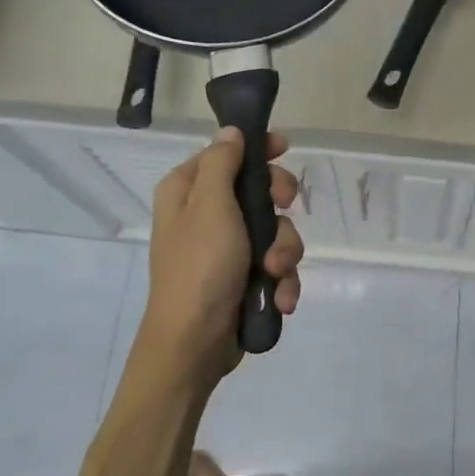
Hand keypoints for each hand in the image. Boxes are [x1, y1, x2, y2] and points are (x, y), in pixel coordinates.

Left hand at [134, 128, 304, 391]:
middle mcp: (205, 216)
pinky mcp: (243, 279)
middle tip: (286, 207)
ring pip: (274, 231)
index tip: (285, 149)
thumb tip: (231, 131)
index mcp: (188, 191)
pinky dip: (282, 280)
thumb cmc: (200, 266)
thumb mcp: (210, 205)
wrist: (194, 344)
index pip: (226, 153)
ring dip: (284, 251)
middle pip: (258, 190)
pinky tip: (281, 298)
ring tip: (275, 273)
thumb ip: (222, 162)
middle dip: (279, 206)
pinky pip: (275, 265)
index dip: (257, 149)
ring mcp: (226, 249)